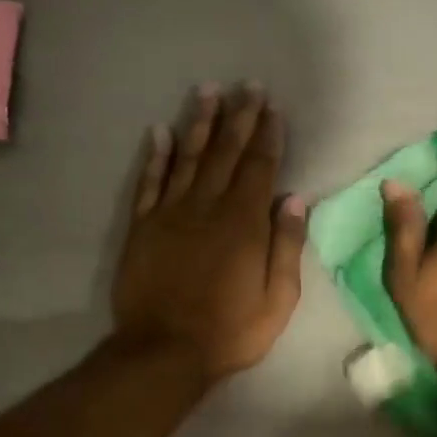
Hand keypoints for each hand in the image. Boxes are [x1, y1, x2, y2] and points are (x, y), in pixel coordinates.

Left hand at [113, 85, 306, 381]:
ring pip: (187, 157)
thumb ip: (286, 246)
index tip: (272, 108)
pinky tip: (160, 131)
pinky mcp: (142, 226)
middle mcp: (207, 207)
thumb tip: (294, 198)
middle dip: (238, 117)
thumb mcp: (278, 299)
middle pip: (225, 153)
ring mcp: (170, 213)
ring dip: (199, 123)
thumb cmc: (231, 331)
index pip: (259, 168)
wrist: (164, 351)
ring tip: (208, 91)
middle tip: (246, 86)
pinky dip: (155, 155)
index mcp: (244, 224)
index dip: (267, 136)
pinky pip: (149, 181)